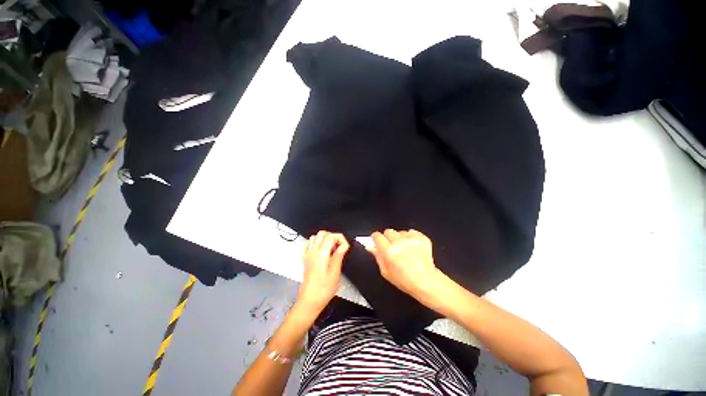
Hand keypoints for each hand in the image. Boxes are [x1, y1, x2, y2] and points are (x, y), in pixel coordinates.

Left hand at [297, 231, 349, 313]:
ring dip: (324, 239)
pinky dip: (315, 243)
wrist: (310, 300)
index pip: (331, 236)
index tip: (345, 247)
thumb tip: (344, 245)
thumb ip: (339, 255)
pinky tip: (320, 251)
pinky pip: (308, 244)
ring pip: (315, 237)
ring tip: (331, 249)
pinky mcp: (305, 259)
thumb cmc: (323, 289)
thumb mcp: (335, 272)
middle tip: (339, 247)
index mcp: (322, 253)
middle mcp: (313, 251)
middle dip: (333, 237)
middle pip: (322, 233)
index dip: (341, 239)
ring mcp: (308, 254)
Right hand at [366, 229, 442, 298]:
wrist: (426, 282)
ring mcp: (412, 239)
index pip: (377, 236)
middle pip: (388, 231)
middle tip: (392, 247)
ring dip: (400, 238)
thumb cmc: (403, 280)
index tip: (377, 241)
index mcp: (389, 251)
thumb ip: (377, 256)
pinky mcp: (422, 238)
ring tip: (405, 249)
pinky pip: (412, 232)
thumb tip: (370, 246)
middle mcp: (399, 242)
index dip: (376, 238)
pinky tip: (413, 247)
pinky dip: (411, 238)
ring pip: (400, 232)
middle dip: (388, 238)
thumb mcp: (385, 272)